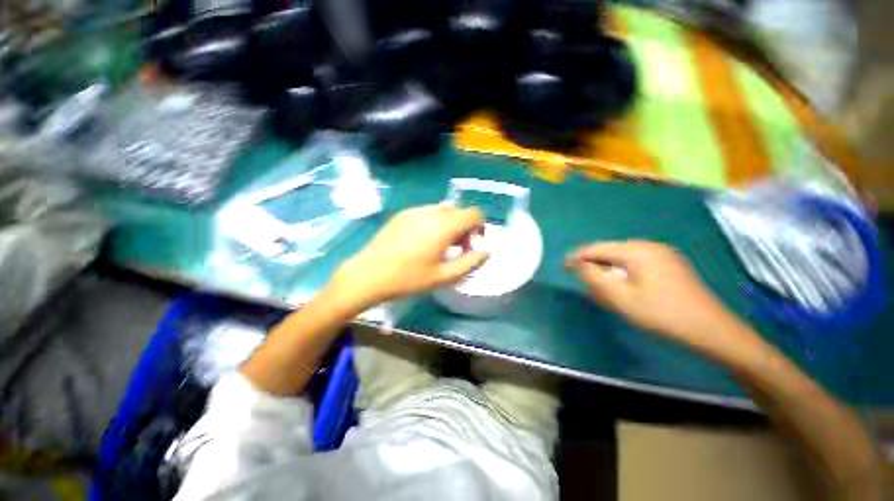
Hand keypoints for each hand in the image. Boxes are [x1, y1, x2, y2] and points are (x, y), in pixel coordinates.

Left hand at [330, 204, 488, 309]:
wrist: (368, 275)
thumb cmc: (408, 279)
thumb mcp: (444, 277)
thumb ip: (470, 263)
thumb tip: (486, 251)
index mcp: (444, 226)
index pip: (474, 214)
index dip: (480, 227)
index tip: (473, 244)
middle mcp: (431, 212)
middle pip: (459, 211)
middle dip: (465, 228)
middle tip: (457, 249)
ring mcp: (414, 211)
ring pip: (443, 211)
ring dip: (450, 225)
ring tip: (440, 246)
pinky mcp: (402, 214)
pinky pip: (427, 212)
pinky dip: (435, 222)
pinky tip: (423, 241)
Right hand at [566, 240, 755, 354]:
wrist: (711, 330)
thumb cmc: (661, 314)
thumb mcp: (621, 298)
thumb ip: (594, 278)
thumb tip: (579, 265)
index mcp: (636, 251)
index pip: (596, 248)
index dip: (577, 256)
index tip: (563, 266)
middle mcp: (649, 246)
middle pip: (609, 251)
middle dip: (594, 265)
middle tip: (584, 283)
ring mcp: (662, 254)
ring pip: (622, 257)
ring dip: (608, 270)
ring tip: (601, 288)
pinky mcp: (669, 264)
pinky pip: (636, 263)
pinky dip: (623, 272)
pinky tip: (623, 287)